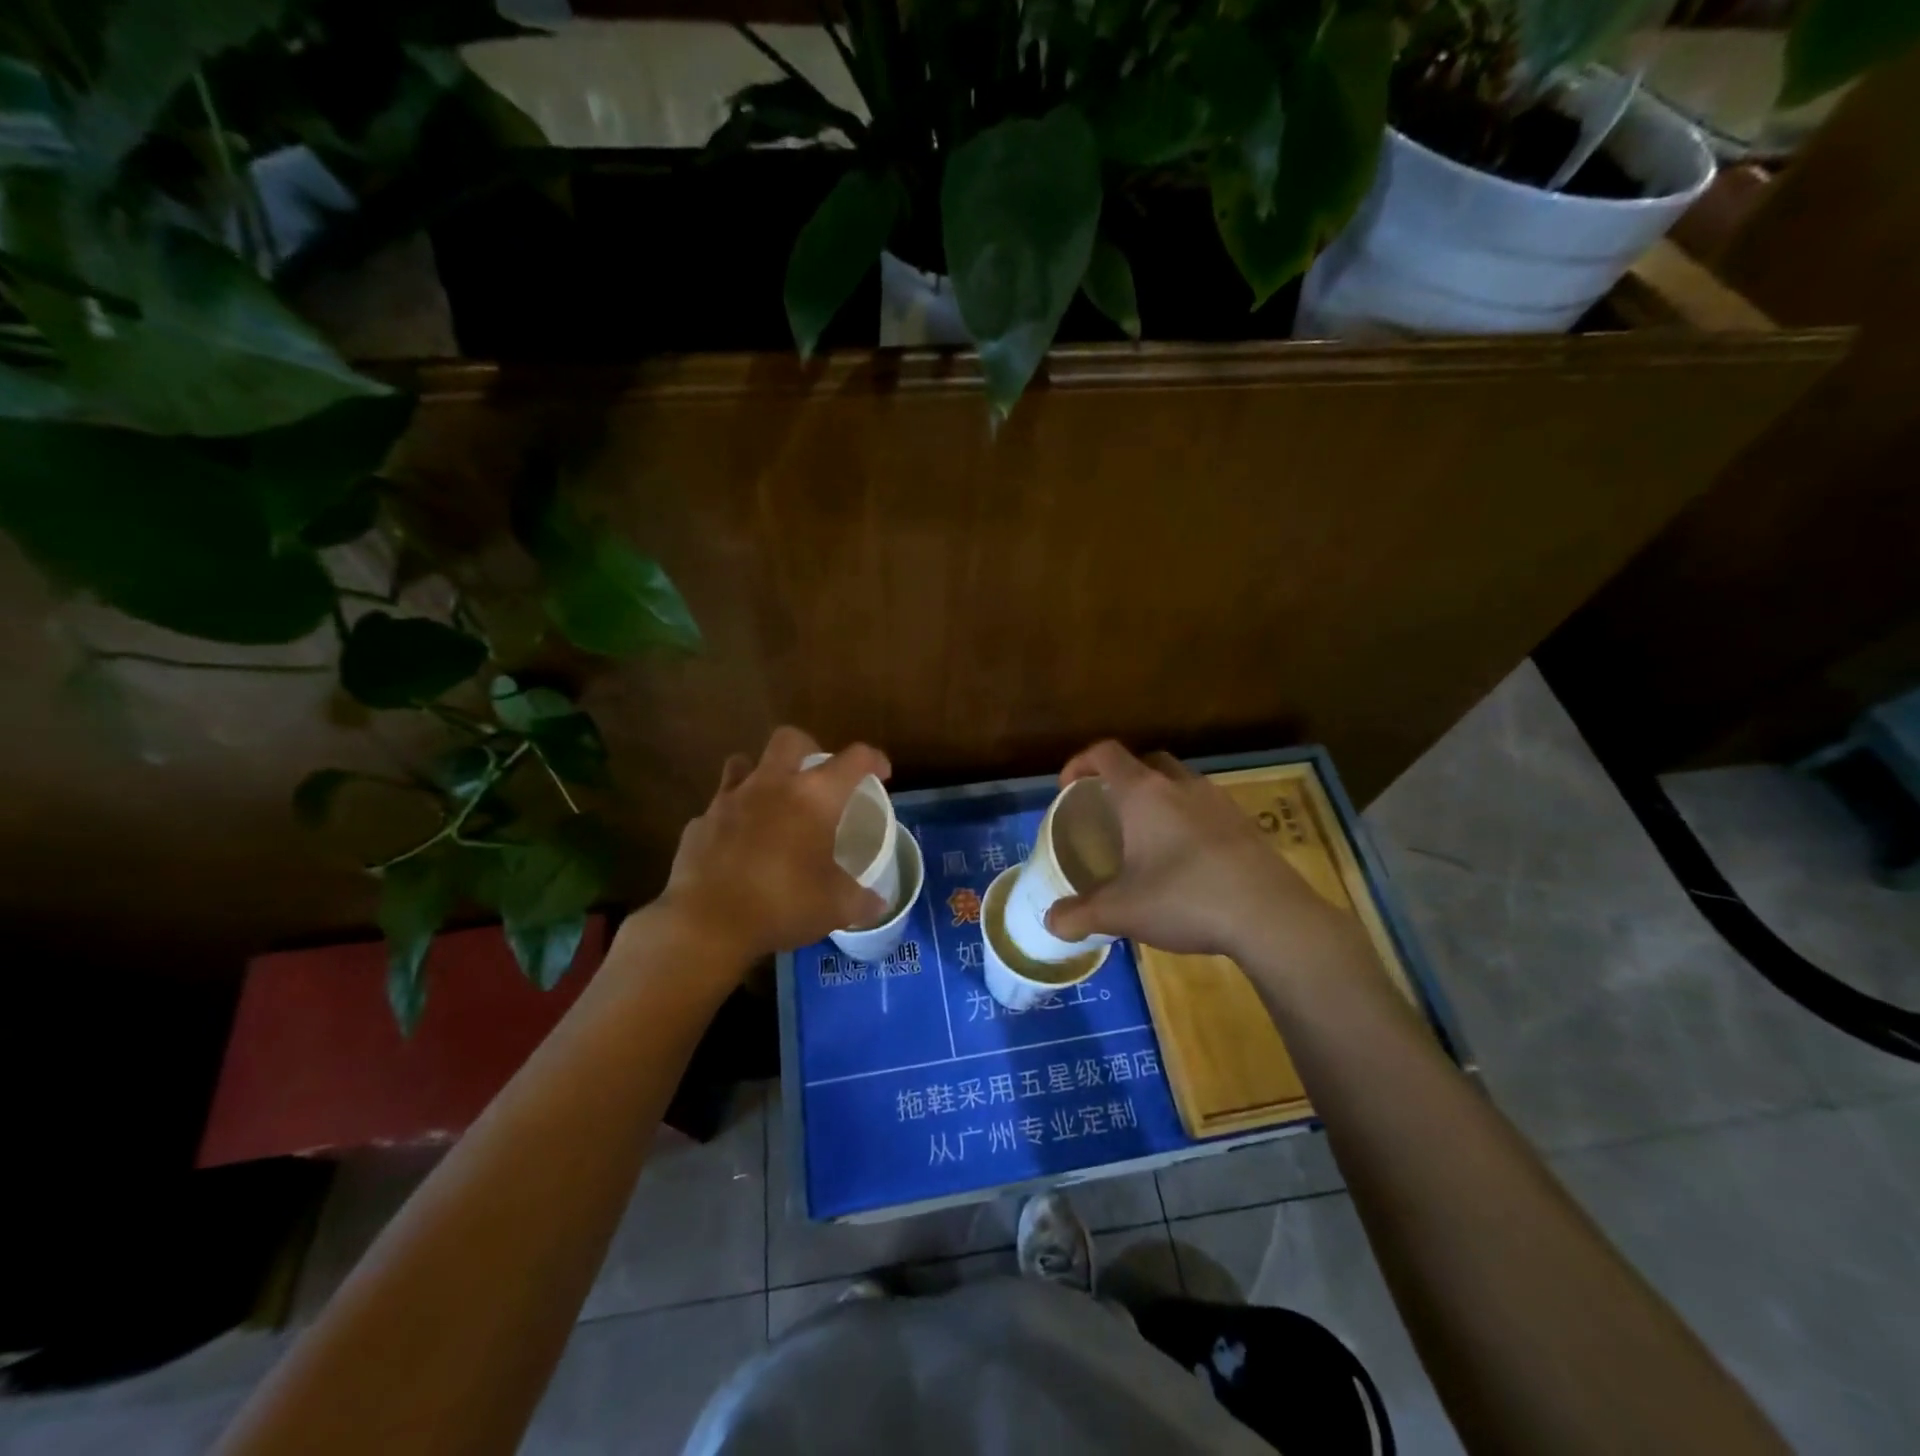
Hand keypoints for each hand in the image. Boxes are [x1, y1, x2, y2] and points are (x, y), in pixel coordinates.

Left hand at [652, 726, 890, 970]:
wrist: (706, 924)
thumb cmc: (783, 904)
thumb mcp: (836, 907)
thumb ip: (861, 901)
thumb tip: (878, 905)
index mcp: (814, 797)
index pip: (853, 760)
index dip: (873, 760)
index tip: (881, 773)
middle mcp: (771, 785)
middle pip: (790, 739)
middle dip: (809, 748)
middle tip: (818, 776)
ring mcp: (729, 800)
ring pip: (743, 762)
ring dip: (761, 773)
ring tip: (772, 800)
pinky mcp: (699, 824)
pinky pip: (718, 808)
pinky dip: (732, 818)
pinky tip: (737, 845)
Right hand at [1044, 742, 1355, 962]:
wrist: (1269, 916)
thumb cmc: (1185, 899)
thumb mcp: (1122, 912)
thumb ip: (1081, 914)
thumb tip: (1052, 922)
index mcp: (1144, 793)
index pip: (1107, 753)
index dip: (1081, 762)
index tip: (1068, 787)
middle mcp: (1181, 786)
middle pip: (1146, 761)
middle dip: (1122, 776)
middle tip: (1108, 807)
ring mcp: (1218, 801)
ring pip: (1180, 782)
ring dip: (1158, 795)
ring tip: (1147, 834)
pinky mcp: (1245, 824)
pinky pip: (1205, 806)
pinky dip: (1187, 818)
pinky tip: (1186, 858)